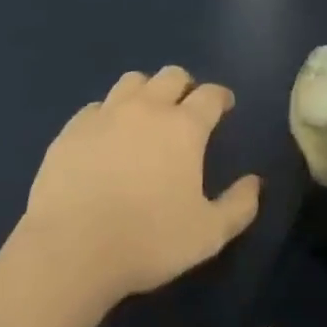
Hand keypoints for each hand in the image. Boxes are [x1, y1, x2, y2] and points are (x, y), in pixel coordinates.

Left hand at [21, 66, 260, 304]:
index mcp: (184, 127)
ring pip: (132, 81)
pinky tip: (106, 136)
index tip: (224, 106)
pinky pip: (96, 107)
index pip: (210, 94)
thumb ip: (239, 206)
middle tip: (186, 107)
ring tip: (146, 114)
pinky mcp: (72, 130)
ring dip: (146, 91)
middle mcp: (147, 108)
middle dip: (184, 86)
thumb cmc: (148, 241)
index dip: (221, 97)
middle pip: (171, 76)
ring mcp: (106, 114)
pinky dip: (108, 114)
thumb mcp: (208, 235)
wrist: (71, 250)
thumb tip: (255, 183)